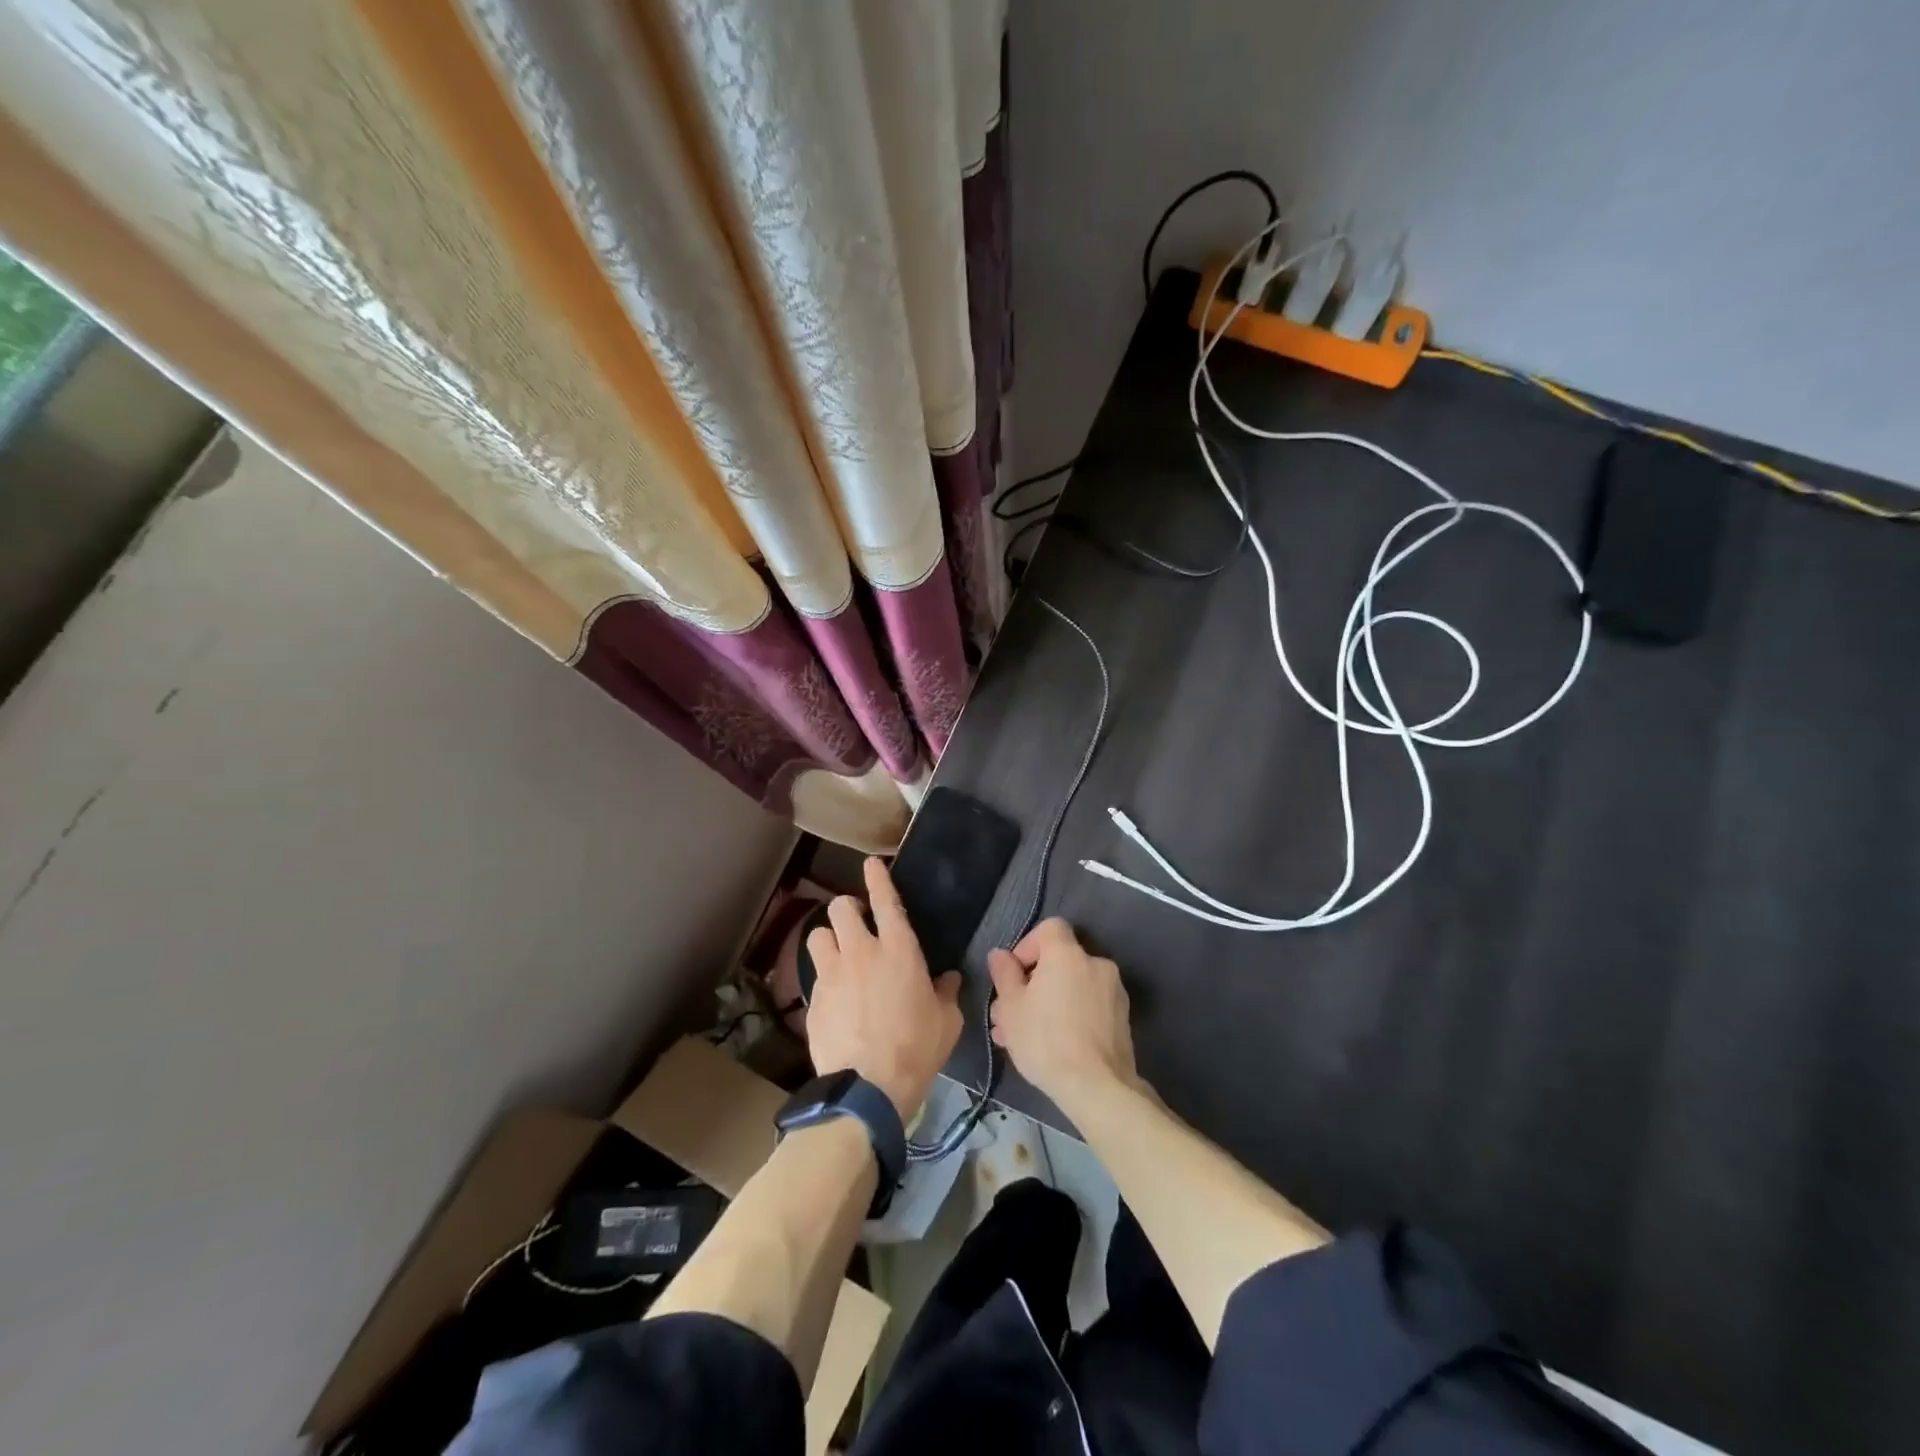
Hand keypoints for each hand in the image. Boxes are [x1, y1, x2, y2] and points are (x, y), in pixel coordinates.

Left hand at [805, 857, 962, 1118]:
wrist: (867, 1088)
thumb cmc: (916, 1049)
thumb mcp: (947, 1022)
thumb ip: (947, 993)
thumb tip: (948, 979)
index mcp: (898, 950)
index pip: (885, 900)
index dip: (877, 877)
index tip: (871, 864)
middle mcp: (861, 952)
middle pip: (840, 908)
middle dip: (847, 908)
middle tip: (857, 922)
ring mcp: (832, 974)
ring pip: (818, 934)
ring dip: (829, 938)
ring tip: (838, 954)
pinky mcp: (813, 999)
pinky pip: (815, 974)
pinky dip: (824, 977)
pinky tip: (834, 996)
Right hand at [988, 918, 1138, 1106]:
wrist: (1097, 1087)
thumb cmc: (1046, 1040)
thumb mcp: (1011, 1007)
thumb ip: (1004, 974)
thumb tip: (1000, 955)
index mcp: (1068, 954)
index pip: (1050, 928)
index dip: (1028, 946)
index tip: (1014, 974)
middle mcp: (1095, 964)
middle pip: (1058, 962)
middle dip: (1031, 984)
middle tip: (1008, 1015)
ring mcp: (1113, 991)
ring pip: (1071, 987)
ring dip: (1047, 1003)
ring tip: (1022, 1037)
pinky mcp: (1122, 1018)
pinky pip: (1088, 1005)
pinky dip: (1069, 1015)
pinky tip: (1051, 1045)